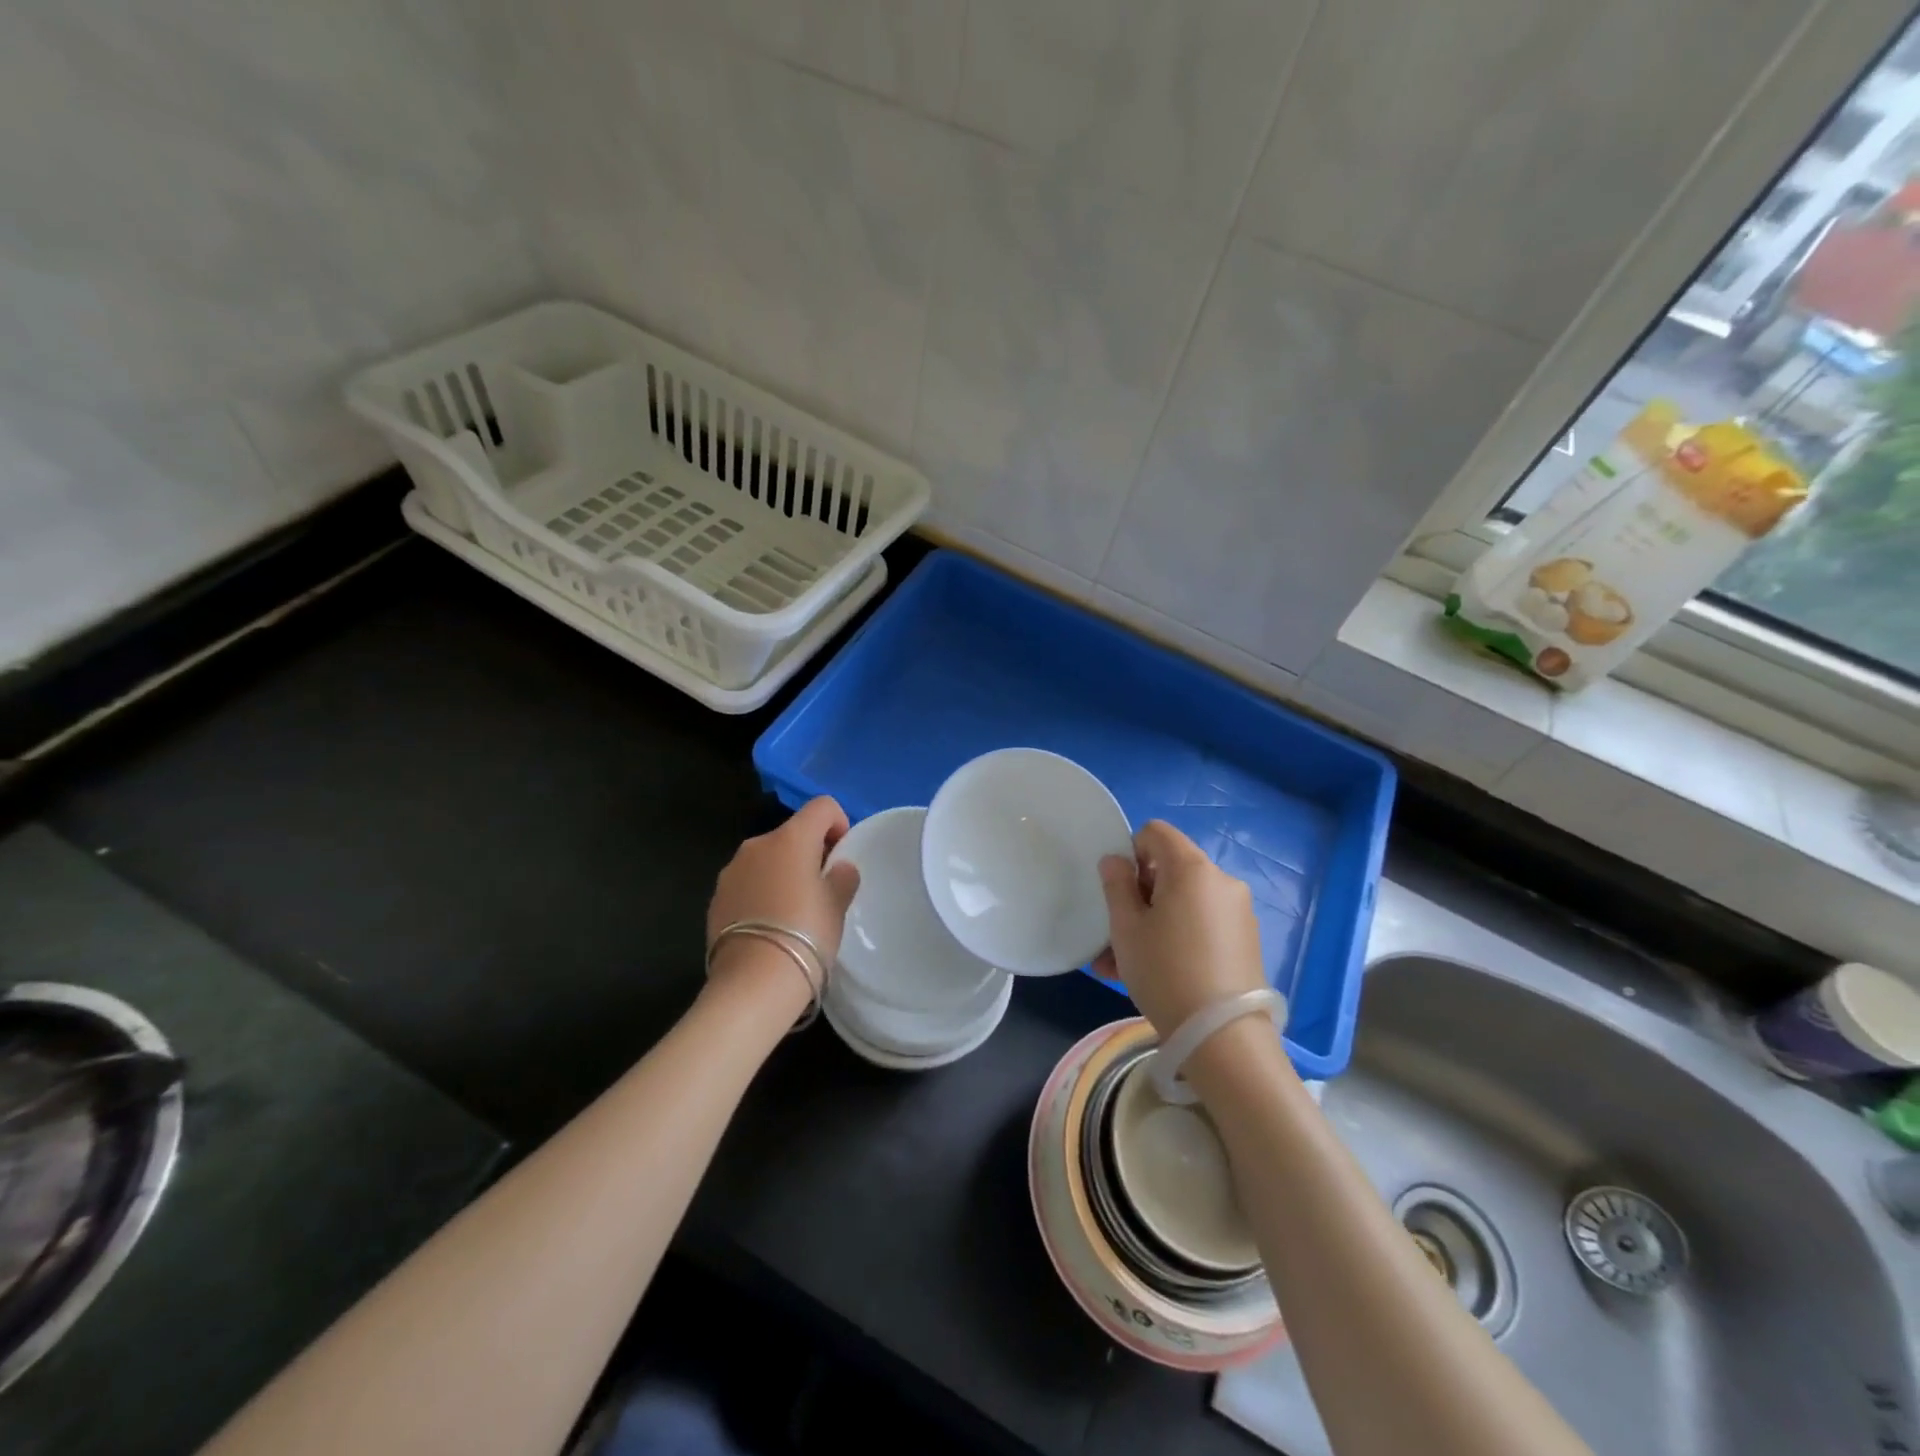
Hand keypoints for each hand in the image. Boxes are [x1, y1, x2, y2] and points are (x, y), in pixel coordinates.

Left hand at [706, 797, 860, 1007]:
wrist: (753, 982)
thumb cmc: (806, 934)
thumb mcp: (837, 906)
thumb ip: (842, 877)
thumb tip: (838, 868)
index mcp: (791, 838)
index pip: (822, 806)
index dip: (838, 823)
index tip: (841, 856)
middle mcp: (757, 845)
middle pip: (791, 833)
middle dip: (809, 853)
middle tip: (822, 889)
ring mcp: (731, 871)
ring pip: (766, 859)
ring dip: (782, 873)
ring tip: (793, 912)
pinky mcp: (715, 898)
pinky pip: (747, 884)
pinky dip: (761, 894)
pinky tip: (769, 927)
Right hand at [1095, 820, 1265, 1037]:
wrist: (1222, 1037)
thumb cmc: (1165, 971)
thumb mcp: (1126, 928)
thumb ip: (1116, 885)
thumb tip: (1115, 860)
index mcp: (1191, 868)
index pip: (1156, 832)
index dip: (1131, 852)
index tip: (1119, 890)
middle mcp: (1221, 881)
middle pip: (1171, 869)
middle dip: (1140, 894)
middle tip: (1116, 933)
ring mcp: (1238, 912)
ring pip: (1183, 902)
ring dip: (1153, 922)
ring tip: (1124, 965)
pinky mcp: (1245, 941)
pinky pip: (1201, 925)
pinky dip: (1177, 937)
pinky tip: (1154, 974)